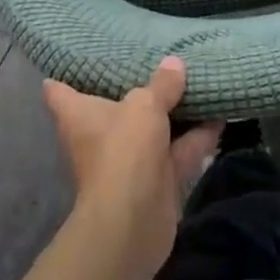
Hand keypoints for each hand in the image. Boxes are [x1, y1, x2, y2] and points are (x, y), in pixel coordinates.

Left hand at [43, 58, 221, 274]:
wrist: (134, 222)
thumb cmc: (124, 150)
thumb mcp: (145, 105)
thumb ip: (162, 84)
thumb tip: (174, 64)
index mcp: (80, 116)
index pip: (59, 92)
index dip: (64, 74)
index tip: (79, 57)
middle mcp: (101, 136)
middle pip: (115, 106)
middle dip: (135, 87)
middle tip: (155, 56)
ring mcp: (129, 159)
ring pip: (153, 128)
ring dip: (175, 111)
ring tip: (198, 78)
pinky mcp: (156, 180)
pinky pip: (179, 150)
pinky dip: (198, 136)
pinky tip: (220, 114)